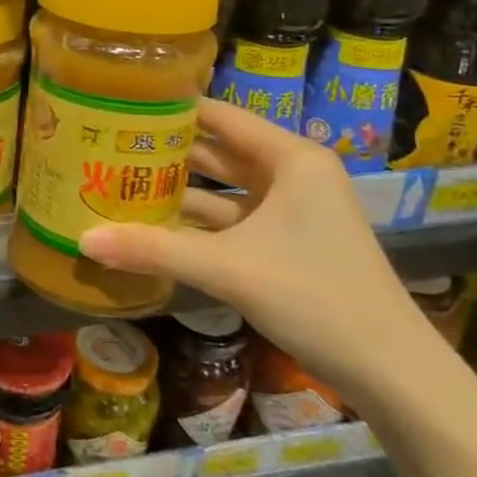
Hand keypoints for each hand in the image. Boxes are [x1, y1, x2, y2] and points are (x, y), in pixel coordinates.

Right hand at [79, 99, 443, 412]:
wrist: (394, 373)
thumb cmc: (316, 297)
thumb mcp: (229, 269)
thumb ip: (153, 249)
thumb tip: (83, 240)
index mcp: (290, 158)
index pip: (218, 115)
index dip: (169, 109)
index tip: (118, 104)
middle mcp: (292, 174)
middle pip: (216, 151)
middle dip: (165, 152)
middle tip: (106, 146)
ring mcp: (291, 210)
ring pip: (221, 188)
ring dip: (177, 190)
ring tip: (118, 182)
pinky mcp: (287, 242)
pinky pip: (231, 219)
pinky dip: (196, 222)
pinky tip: (152, 226)